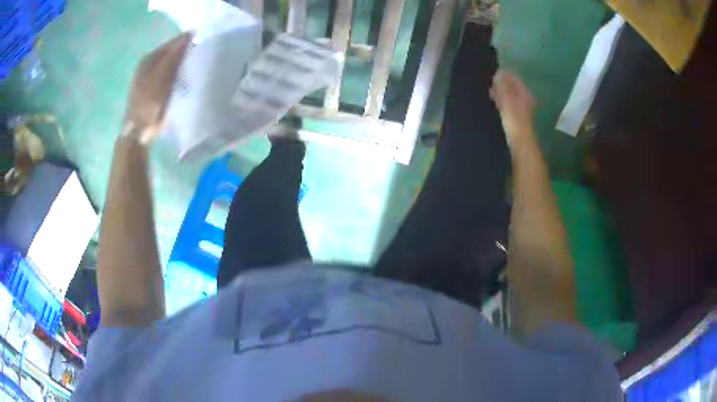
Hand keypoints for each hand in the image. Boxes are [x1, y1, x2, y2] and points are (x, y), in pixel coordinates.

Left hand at [124, 33, 192, 143]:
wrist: (138, 133)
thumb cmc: (149, 105)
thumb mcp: (162, 77)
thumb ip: (174, 56)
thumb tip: (190, 35)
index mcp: (150, 58)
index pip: (174, 42)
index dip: (188, 42)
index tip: (204, 46)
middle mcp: (149, 64)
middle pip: (173, 52)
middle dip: (186, 53)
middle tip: (202, 58)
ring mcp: (150, 77)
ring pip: (172, 64)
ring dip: (183, 65)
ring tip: (196, 69)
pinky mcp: (153, 89)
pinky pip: (170, 75)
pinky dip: (178, 75)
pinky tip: (185, 80)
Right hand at [490, 70, 536, 150]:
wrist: (519, 141)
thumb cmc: (514, 118)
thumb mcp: (507, 99)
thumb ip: (503, 85)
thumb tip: (498, 73)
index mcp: (525, 93)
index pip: (514, 78)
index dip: (504, 74)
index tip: (492, 72)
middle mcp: (524, 99)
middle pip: (512, 87)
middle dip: (501, 83)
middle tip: (489, 80)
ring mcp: (520, 109)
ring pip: (509, 96)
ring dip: (500, 92)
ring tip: (489, 89)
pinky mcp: (514, 118)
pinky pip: (506, 105)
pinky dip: (500, 101)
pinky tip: (492, 101)